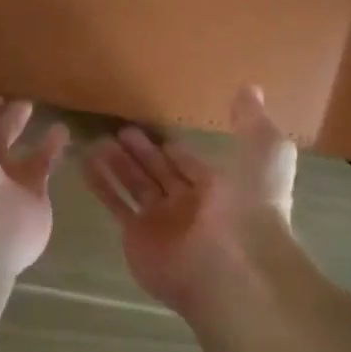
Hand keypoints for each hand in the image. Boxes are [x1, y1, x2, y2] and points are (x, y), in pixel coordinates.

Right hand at [82, 85, 297, 311]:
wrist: (232, 262)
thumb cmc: (251, 203)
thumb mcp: (265, 151)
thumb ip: (253, 121)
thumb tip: (250, 89)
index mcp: (221, 188)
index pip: (191, 165)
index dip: (175, 150)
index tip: (157, 130)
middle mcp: (190, 206)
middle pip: (160, 174)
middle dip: (142, 153)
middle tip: (120, 130)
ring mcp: (162, 223)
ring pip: (135, 186)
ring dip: (118, 164)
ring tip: (96, 141)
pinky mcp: (137, 236)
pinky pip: (116, 204)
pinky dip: (100, 184)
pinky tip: (84, 161)